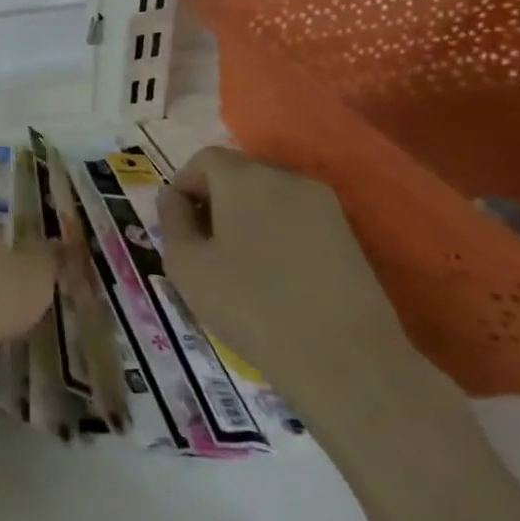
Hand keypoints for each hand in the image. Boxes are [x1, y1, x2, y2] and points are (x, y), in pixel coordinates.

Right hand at [157, 148, 422, 420]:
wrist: (346, 360)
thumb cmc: (250, 305)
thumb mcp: (185, 263)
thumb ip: (171, 219)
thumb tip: (174, 197)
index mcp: (243, 178)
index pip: (203, 160)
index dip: (183, 187)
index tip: (178, 227)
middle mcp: (286, 178)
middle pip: (238, 174)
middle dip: (214, 201)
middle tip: (203, 248)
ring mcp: (324, 206)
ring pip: (268, 197)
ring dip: (246, 219)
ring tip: (238, 265)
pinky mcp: (348, 235)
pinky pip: (296, 220)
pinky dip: (276, 235)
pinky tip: (275, 277)